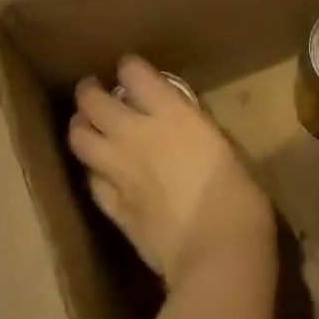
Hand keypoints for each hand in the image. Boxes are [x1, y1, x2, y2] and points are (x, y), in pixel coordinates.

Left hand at [69, 57, 274, 289]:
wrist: (217, 251)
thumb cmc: (238, 194)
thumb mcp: (222, 144)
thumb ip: (195, 128)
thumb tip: (184, 126)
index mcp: (171, 112)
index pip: (134, 74)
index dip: (128, 68)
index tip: (129, 69)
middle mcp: (137, 133)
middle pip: (95, 102)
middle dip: (90, 93)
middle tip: (92, 92)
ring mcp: (120, 171)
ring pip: (80, 139)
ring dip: (80, 128)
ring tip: (84, 126)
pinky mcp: (112, 208)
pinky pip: (91, 181)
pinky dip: (92, 171)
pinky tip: (98, 172)